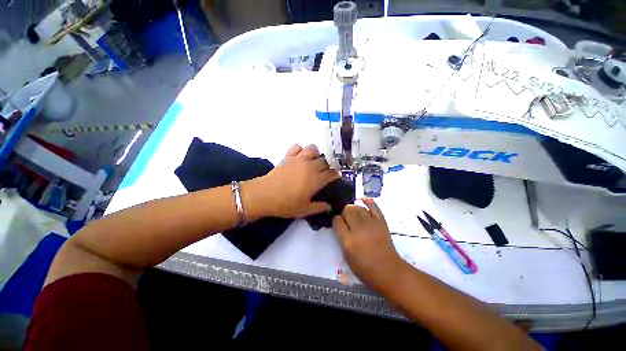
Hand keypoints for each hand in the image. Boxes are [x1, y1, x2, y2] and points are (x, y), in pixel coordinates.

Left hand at [248, 144, 339, 218]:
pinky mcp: (288, 156)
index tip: (336, 175)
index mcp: (316, 180)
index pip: (331, 173)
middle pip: (324, 160)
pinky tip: (299, 157)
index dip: (335, 174)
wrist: (265, 195)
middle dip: (327, 164)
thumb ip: (319, 208)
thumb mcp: (304, 210)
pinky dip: (300, 149)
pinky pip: (297, 147)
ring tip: (313, 161)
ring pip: (313, 149)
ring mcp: (298, 160)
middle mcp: (310, 167)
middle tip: (325, 170)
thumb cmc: (286, 204)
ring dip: (316, 153)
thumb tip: (329, 207)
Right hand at [333, 198, 404, 289]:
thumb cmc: (365, 268)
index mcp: (348, 240)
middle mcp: (358, 229)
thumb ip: (341, 238)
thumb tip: (339, 224)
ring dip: (353, 208)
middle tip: (344, 217)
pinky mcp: (381, 222)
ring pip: (358, 208)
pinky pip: (374, 207)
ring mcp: (371, 224)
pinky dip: (368, 201)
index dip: (335, 219)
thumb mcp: (347, 256)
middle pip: (347, 212)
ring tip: (352, 211)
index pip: (337, 221)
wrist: (388, 271)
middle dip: (343, 212)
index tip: (336, 220)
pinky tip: (362, 199)